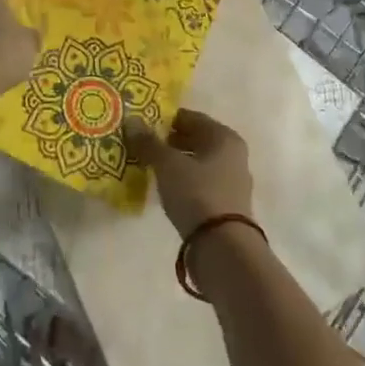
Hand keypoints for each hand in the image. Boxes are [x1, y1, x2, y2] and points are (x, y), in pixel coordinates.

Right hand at [125, 109, 252, 235]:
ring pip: (198, 163)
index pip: (192, 118)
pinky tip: (165, 188)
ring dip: (176, 163)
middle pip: (196, 140)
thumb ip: (149, 143)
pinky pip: (200, 184)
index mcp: (224, 137)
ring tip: (149, 167)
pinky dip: (183, 182)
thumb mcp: (168, 165)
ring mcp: (232, 182)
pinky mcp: (226, 206)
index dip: (166, 119)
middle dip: (170, 141)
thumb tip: (131, 120)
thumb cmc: (197, 194)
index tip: (143, 124)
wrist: (223, 247)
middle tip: (142, 145)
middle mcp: (233, 155)